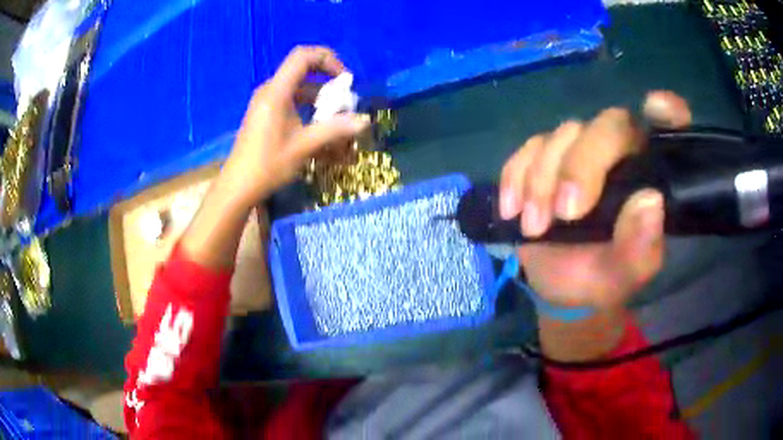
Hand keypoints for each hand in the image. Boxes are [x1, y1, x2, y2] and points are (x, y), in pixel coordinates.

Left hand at [219, 46, 368, 205]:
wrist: (238, 187)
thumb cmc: (268, 165)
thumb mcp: (304, 146)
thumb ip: (335, 130)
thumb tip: (365, 121)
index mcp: (277, 91)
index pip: (303, 56)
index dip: (327, 60)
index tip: (344, 80)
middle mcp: (270, 90)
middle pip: (303, 71)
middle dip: (328, 83)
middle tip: (343, 101)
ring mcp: (266, 102)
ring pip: (298, 88)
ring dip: (320, 99)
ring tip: (335, 119)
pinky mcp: (265, 114)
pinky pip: (290, 101)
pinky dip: (307, 109)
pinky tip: (317, 128)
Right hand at [500, 91, 691, 310]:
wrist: (559, 285)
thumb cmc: (601, 276)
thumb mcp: (626, 275)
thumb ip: (641, 248)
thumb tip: (650, 202)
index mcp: (650, 174)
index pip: (668, 127)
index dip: (666, 111)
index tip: (655, 107)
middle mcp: (620, 151)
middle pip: (607, 126)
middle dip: (581, 165)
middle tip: (565, 213)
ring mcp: (580, 150)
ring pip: (563, 135)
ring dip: (543, 181)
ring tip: (535, 227)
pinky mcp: (545, 157)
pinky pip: (528, 148)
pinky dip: (516, 177)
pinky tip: (513, 210)